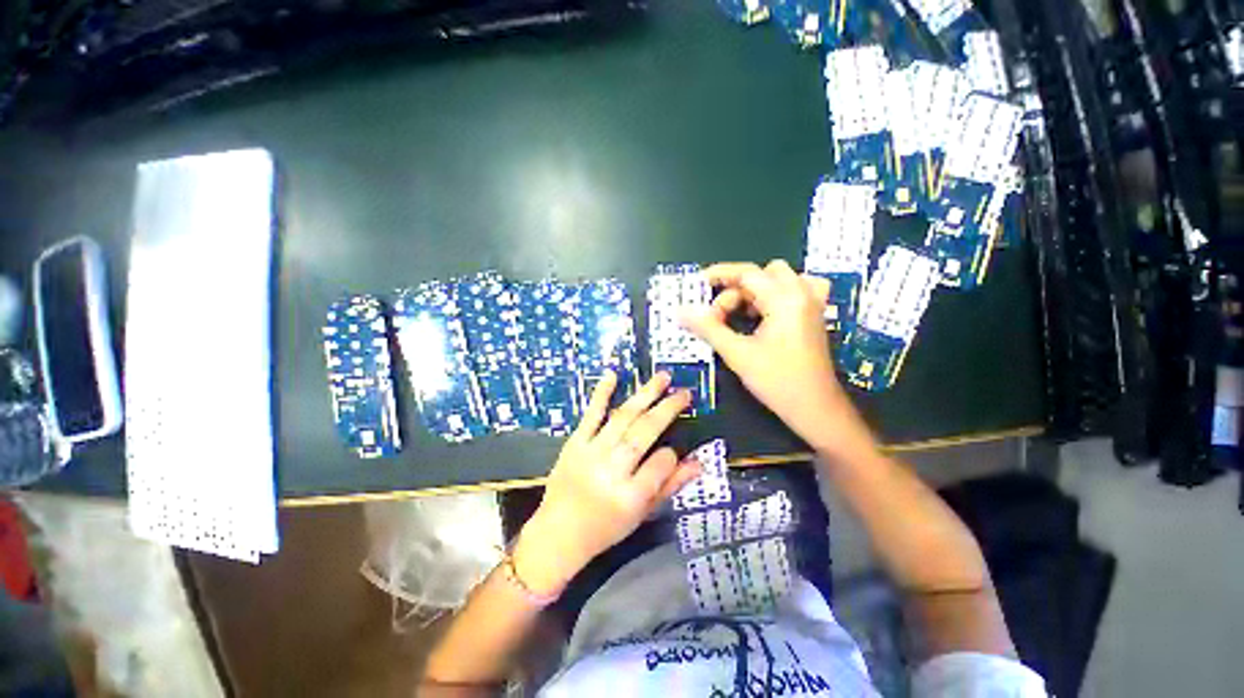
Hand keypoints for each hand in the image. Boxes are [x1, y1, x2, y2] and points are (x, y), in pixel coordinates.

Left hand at [514, 371, 701, 595]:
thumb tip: (699, 463)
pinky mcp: (574, 443)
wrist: (559, 532)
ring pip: (623, 418)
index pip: (661, 464)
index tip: (674, 450)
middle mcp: (611, 470)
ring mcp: (591, 453)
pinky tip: (613, 375)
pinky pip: (591, 415)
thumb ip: (670, 486)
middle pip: (644, 433)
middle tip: (684, 393)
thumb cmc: (606, 527)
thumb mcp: (642, 514)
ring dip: (645, 394)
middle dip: (667, 409)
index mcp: (630, 497)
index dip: (672, 455)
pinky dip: (602, 394)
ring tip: (663, 377)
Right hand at [680, 260, 875, 459]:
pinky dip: (775, 295)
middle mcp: (802, 294)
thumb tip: (681, 312)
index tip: (698, 284)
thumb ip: (708, 328)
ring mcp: (812, 304)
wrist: (815, 408)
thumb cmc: (777, 380)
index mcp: (785, 299)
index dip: (719, 275)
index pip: (747, 273)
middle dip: (737, 290)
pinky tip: (766, 313)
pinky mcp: (814, 315)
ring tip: (741, 316)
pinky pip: (795, 290)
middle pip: (762, 274)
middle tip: (721, 316)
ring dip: (755, 292)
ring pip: (778, 280)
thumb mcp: (737, 353)